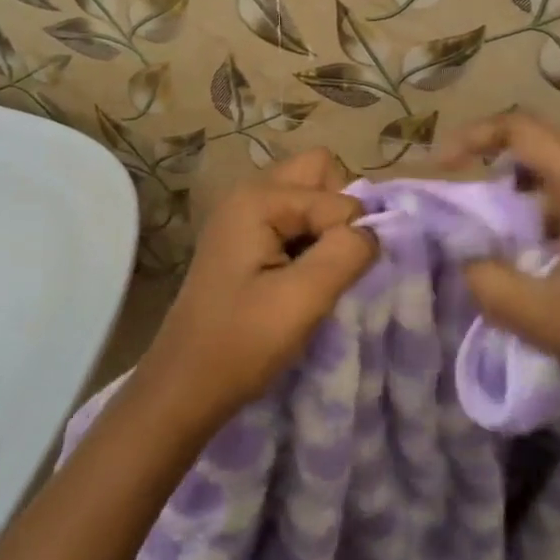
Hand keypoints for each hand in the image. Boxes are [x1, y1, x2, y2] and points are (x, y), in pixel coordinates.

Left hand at [138, 149, 378, 423]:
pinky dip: (308, 240)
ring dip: (324, 228)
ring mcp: (243, 215)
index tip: (329, 280)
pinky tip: (296, 279)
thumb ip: (347, 253)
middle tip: (330, 260)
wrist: (185, 386)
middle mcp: (249, 193)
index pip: (337, 197)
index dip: (347, 236)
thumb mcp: (303, 300)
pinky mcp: (245, 240)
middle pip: (319, 173)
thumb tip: (374, 230)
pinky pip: (293, 219)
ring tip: (314, 273)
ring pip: (308, 196)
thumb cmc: (240, 343)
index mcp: (258, 199)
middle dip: (339, 212)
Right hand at [438, 113, 559, 404]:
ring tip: (493, 228)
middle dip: (493, 161)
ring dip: (519, 188)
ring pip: (558, 170)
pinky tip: (534, 250)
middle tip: (461, 193)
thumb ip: (488, 283)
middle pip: (540, 142)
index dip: (474, 137)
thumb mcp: (544, 317)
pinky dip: (542, 209)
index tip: (442, 166)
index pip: (522, 130)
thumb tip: (464, 259)